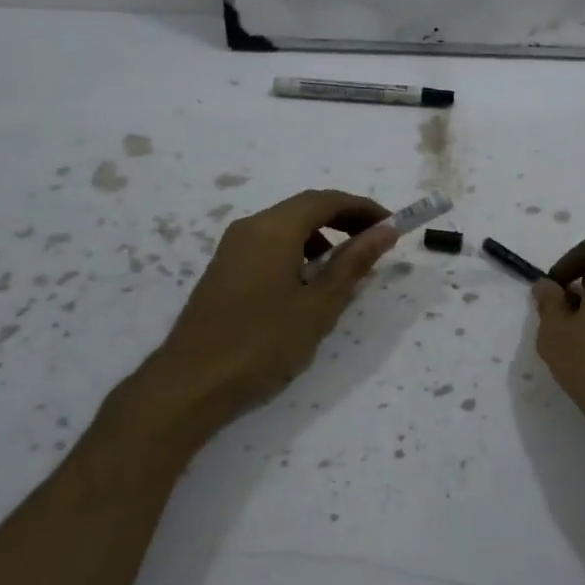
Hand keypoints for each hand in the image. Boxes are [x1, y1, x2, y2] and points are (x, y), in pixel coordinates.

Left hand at [130, 189, 397, 434]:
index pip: (326, 200)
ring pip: (286, 228)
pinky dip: (298, 253)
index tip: (392, 225)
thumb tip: (385, 231)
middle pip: (305, 209)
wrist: (191, 383)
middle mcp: (250, 227)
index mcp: (274, 228)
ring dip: (322, 238)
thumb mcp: (319, 305)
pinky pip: (269, 246)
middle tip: (376, 243)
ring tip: (347, 269)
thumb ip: (353, 263)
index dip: (363, 208)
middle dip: (344, 220)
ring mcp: (232, 249)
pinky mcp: (224, 271)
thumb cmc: (263, 342)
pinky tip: (308, 286)